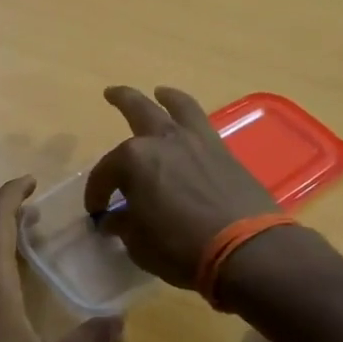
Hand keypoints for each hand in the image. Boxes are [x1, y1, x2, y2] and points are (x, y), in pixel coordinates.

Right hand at [83, 86, 277, 289]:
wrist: (246, 249)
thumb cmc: (180, 247)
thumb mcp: (139, 243)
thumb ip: (123, 225)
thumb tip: (113, 219)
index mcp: (133, 160)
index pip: (104, 173)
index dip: (97, 193)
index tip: (97, 212)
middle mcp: (163, 140)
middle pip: (137, 110)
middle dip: (120, 100)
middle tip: (110, 93)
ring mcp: (197, 141)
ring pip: (178, 106)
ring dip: (166, 97)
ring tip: (160, 92)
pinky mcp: (224, 151)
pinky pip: (202, 123)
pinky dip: (190, 118)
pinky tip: (188, 127)